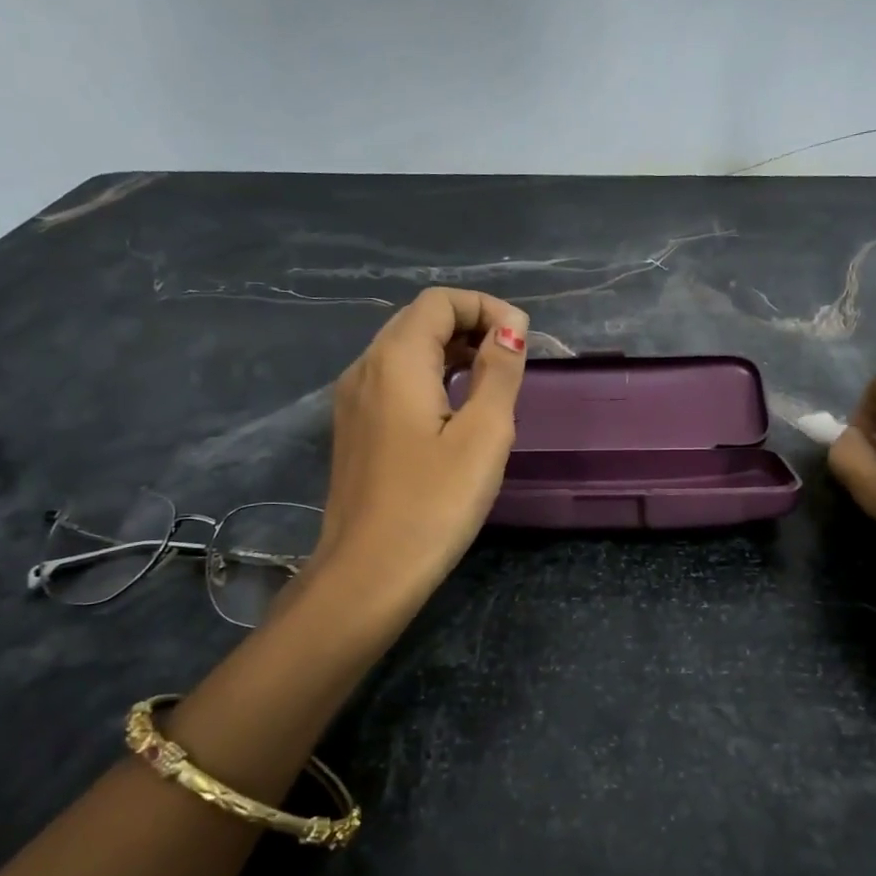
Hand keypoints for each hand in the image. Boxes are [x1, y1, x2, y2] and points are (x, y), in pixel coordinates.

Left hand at [311, 287, 529, 608]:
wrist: (368, 573)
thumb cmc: (434, 503)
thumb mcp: (484, 434)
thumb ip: (499, 372)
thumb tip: (511, 328)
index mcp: (395, 360)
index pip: (439, 302)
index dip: (485, 308)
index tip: (523, 340)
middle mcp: (364, 367)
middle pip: (418, 320)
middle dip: (469, 325)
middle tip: (512, 358)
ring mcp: (352, 399)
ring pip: (403, 350)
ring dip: (449, 350)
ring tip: (491, 381)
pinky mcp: (353, 428)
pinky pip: (392, 380)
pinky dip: (428, 376)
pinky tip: (454, 410)